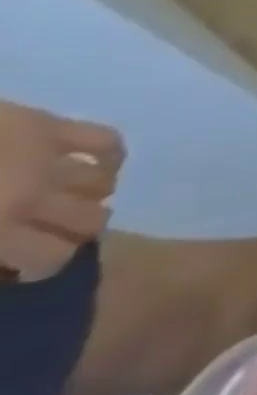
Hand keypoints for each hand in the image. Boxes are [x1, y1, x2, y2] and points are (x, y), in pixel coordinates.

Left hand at [0, 99, 122, 281]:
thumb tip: (3, 262)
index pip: (54, 256)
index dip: (45, 266)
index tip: (26, 266)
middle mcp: (33, 197)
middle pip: (93, 220)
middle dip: (75, 232)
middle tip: (52, 232)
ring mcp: (48, 158)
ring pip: (102, 184)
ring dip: (90, 197)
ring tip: (70, 199)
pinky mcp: (53, 128)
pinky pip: (105, 141)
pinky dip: (108, 157)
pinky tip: (95, 165)